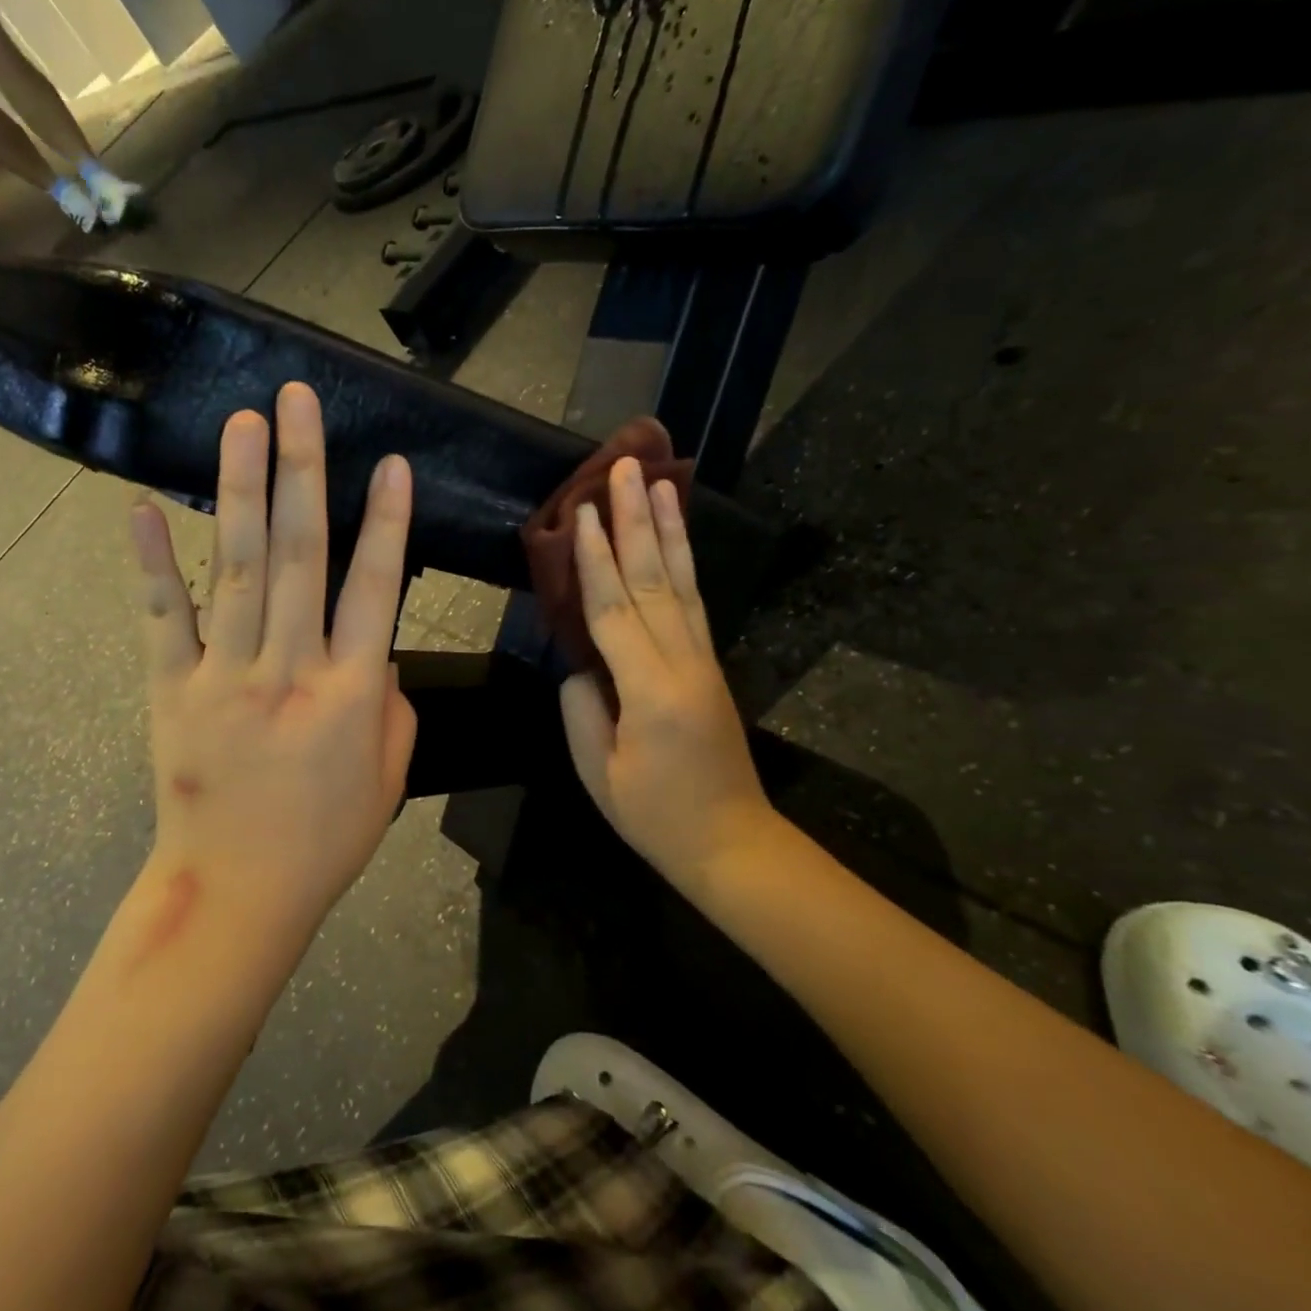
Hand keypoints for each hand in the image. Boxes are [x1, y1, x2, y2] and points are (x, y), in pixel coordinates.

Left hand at [128, 383, 416, 928]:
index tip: (392, 463)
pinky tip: (143, 508)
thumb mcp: (390, 777)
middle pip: (301, 554)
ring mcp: (225, 675)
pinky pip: (163, 618)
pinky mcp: (172, 690)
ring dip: (242, 490)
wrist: (236, 894)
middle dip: (304, 470)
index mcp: (350, 692)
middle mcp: (289, 668)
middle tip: (297, 402)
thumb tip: (372, 651)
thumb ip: (390, 704)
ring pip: (238, 568)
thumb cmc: (324, 839)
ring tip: (243, 423)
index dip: (387, 522)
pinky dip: (152, 563)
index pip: (375, 588)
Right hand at [560, 458, 775, 886]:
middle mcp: (683, 662)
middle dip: (635, 521)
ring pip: (681, 581)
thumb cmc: (656, 816)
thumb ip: (581, 710)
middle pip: (653, 580)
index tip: (582, 513)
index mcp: (651, 690)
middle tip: (623, 467)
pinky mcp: (710, 663)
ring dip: (666, 528)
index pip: (613, 611)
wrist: (732, 843)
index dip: (595, 561)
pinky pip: (695, 601)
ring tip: (657, 480)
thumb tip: (578, 663)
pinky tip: (675, 536)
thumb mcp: (600, 773)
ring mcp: (702, 659)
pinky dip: (684, 561)